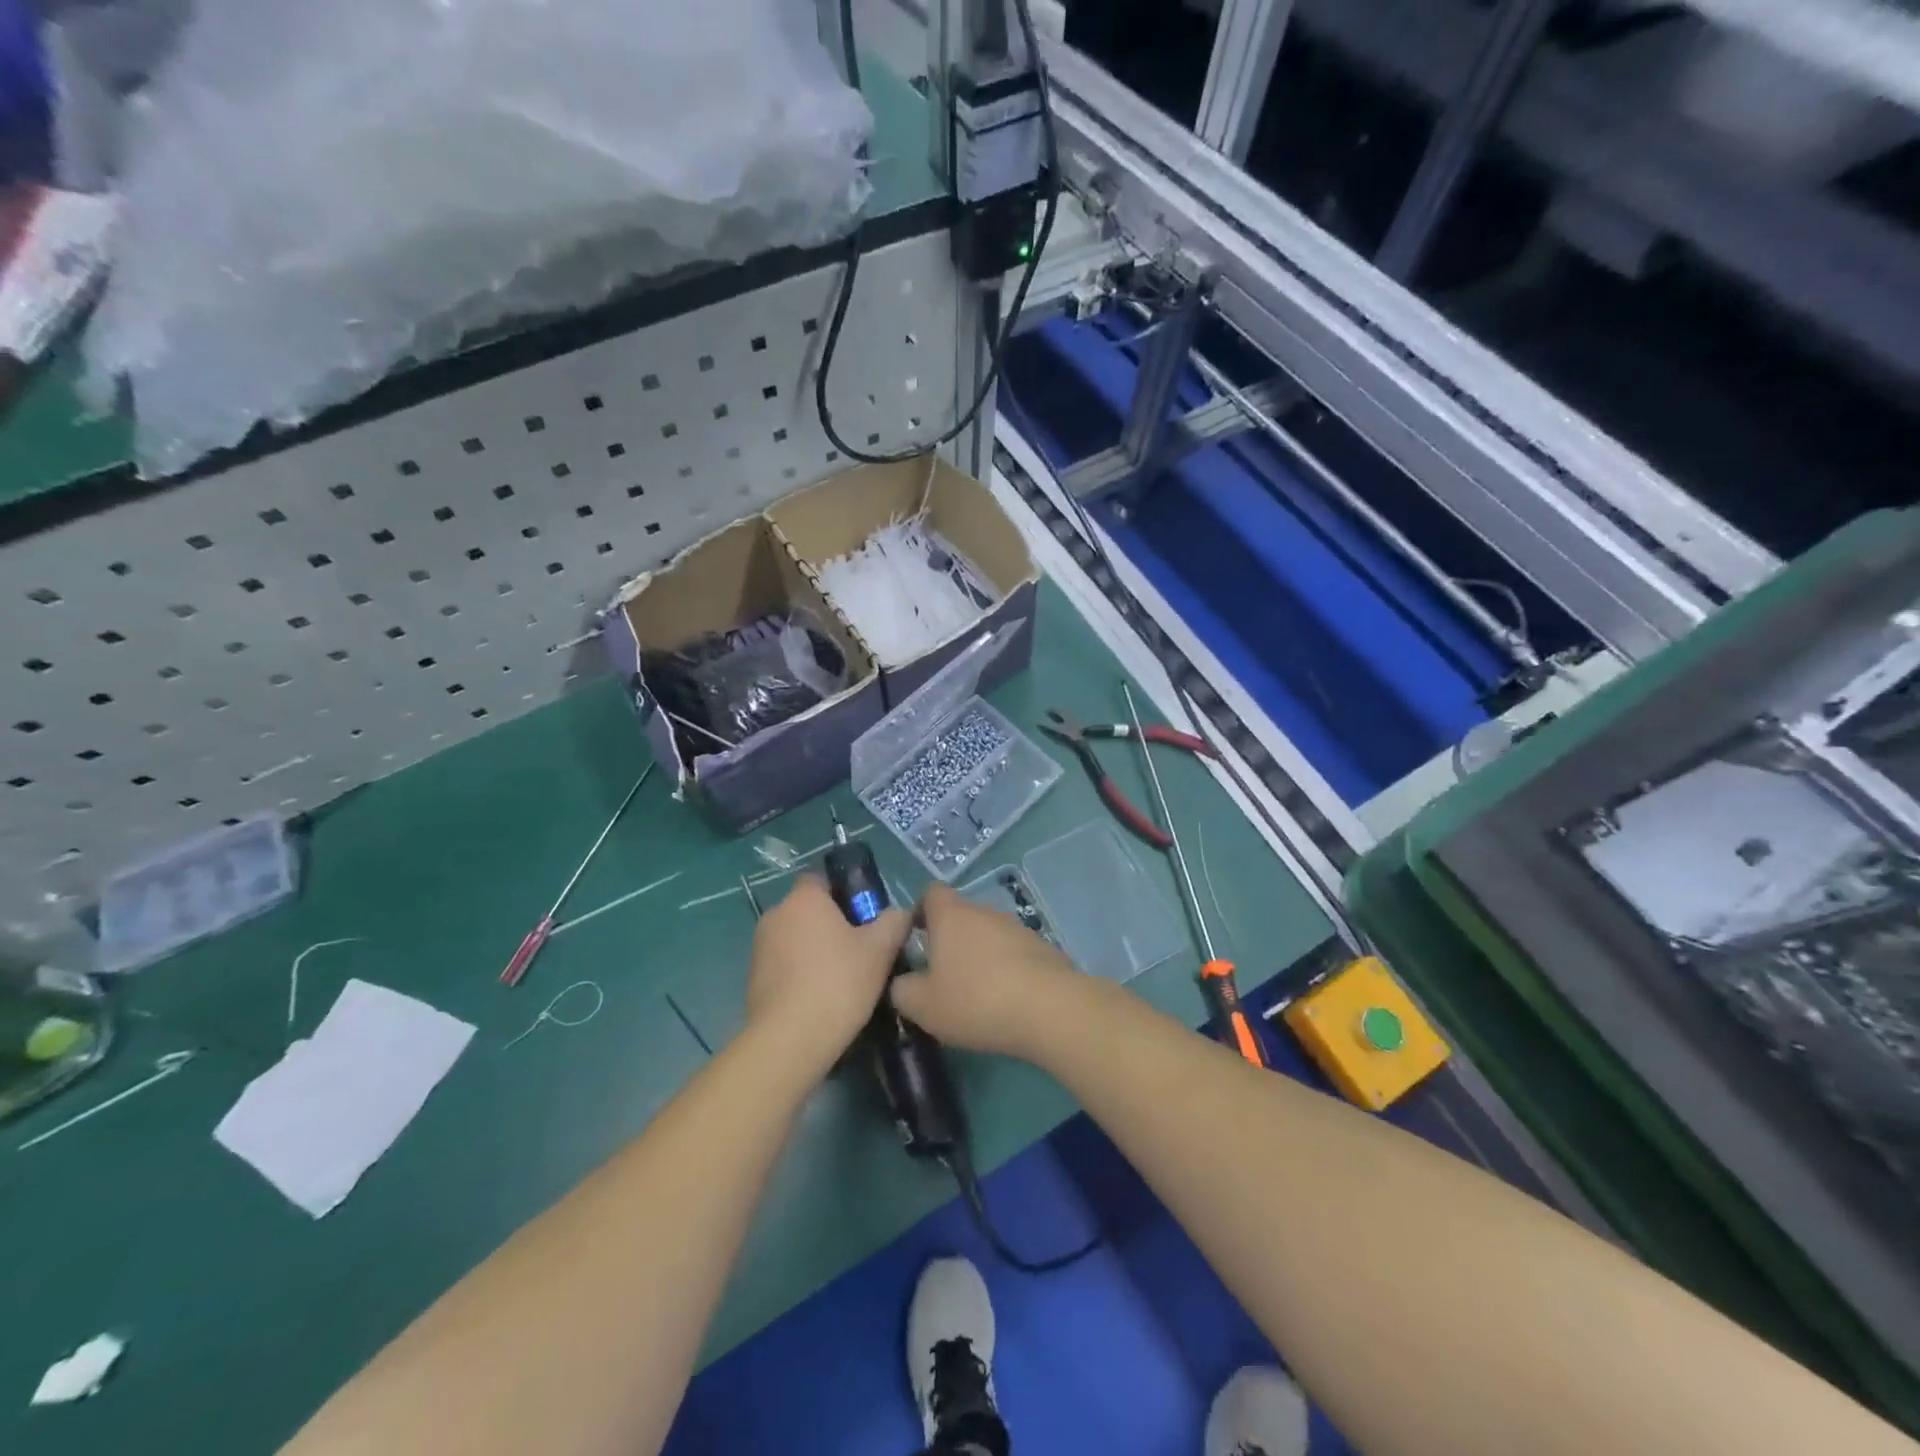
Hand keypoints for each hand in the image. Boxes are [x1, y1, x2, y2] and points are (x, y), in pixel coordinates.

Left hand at [744, 876, 909, 1077]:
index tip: (864, 916)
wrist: (790, 1039)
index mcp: (804, 899)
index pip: (821, 879)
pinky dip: (799, 973)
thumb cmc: (838, 982)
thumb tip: (900, 912)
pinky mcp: (752, 978)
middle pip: (808, 909)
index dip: (843, 893)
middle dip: (830, 923)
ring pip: (794, 937)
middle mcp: (776, 914)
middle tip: (859, 948)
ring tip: (841, 977)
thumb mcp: (880, 950)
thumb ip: (894, 922)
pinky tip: (819, 997)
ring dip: (813, 949)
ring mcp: (759, 947)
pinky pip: (782, 964)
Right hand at [890, 884, 1081, 1058]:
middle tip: (940, 975)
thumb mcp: (923, 1005)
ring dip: (978, 956)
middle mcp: (984, 911)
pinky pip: (1013, 953)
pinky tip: (1005, 1000)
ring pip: (988, 935)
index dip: (919, 911)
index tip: (913, 938)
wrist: (1049, 1009)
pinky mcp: (1042, 948)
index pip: (931, 893)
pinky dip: (1005, 970)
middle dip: (949, 940)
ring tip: (974, 993)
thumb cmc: (976, 1000)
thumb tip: (900, 982)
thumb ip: (901, 990)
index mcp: (951, 915)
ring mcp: (1017, 927)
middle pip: (960, 915)